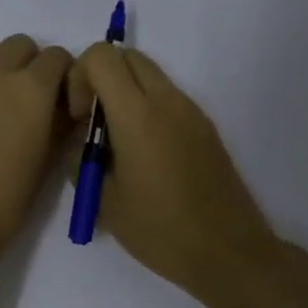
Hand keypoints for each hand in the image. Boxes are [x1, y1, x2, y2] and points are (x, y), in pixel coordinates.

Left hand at [0, 35, 74, 256]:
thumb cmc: (8, 196)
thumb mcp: (49, 158)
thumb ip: (62, 121)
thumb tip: (68, 106)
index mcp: (31, 87)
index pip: (57, 56)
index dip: (65, 74)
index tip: (64, 99)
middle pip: (20, 45)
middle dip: (32, 63)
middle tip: (35, 98)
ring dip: (2, 64)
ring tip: (4, 99)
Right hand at [65, 43, 279, 300]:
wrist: (228, 252)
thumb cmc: (160, 230)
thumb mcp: (103, 200)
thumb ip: (81, 159)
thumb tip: (81, 142)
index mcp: (138, 115)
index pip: (101, 56)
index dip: (79, 77)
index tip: (79, 118)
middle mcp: (167, 101)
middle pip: (127, 55)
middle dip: (100, 77)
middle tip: (93, 122)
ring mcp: (191, 111)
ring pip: (149, 74)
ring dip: (124, 92)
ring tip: (117, 142)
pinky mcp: (205, 127)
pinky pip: (167, 97)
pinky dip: (146, 107)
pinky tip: (144, 155)